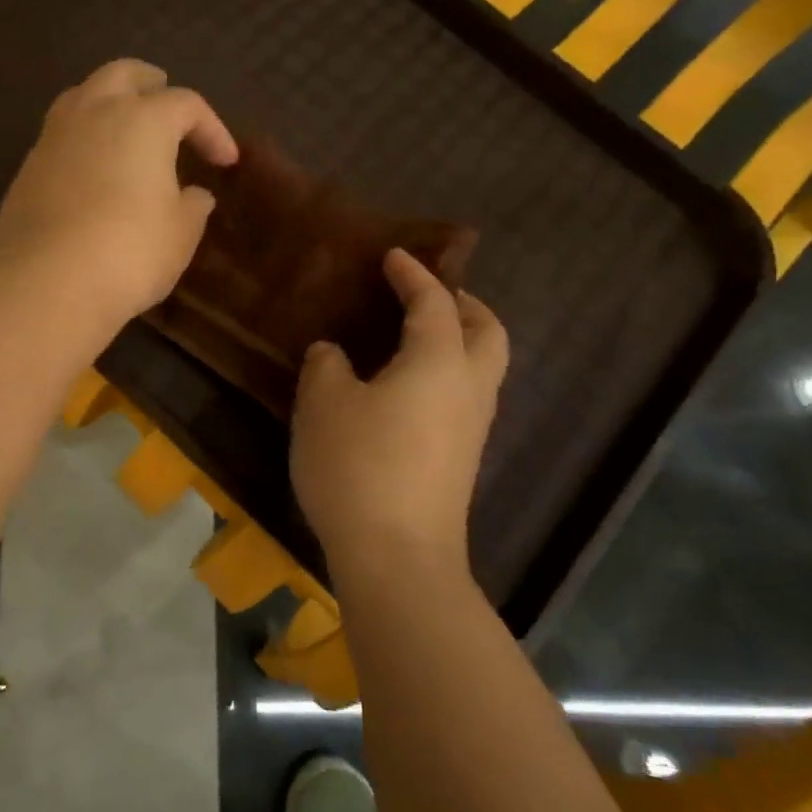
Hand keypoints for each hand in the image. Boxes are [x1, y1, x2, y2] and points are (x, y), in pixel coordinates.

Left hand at [0, 58, 238, 330]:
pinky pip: (59, 135)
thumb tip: (196, 195)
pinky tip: (88, 167)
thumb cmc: (129, 252)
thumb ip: (192, 208)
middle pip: (123, 74)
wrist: (48, 282)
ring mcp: (53, 137)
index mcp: (143, 119)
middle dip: (149, 83)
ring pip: (82, 96)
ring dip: (107, 101)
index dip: (212, 129)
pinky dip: (80, 138)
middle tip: (164, 97)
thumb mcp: (180, 235)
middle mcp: (95, 113)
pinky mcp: (27, 168)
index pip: (187, 105)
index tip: (225, 162)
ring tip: (121, 125)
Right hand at [291, 248, 508, 568]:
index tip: (394, 257)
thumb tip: (334, 353)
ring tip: (416, 338)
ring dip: (460, 340)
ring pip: (483, 367)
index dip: (414, 275)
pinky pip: (466, 396)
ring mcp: (472, 427)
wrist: (397, 555)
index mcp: (439, 361)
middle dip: (464, 304)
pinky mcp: (463, 459)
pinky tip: (408, 388)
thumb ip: (326, 366)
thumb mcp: (323, 404)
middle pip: (488, 331)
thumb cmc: (358, 465)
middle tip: (428, 295)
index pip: (435, 302)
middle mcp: (469, 387)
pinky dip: (449, 374)